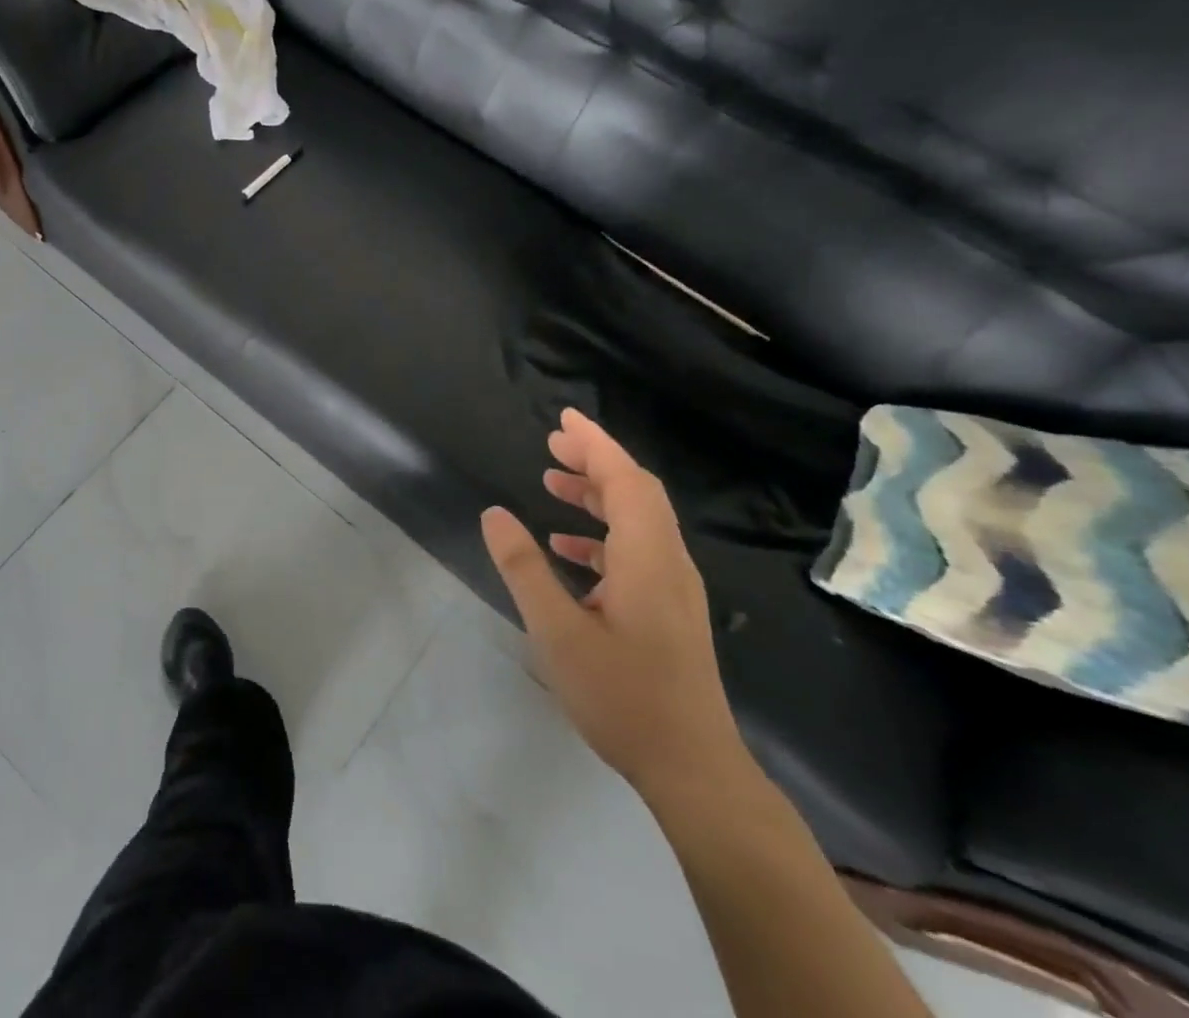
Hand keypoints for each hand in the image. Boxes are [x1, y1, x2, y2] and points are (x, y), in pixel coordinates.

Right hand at [482, 409, 745, 798]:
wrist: (694, 770)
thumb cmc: (623, 696)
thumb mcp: (558, 631)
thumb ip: (525, 567)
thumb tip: (494, 513)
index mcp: (647, 558)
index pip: (625, 480)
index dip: (595, 444)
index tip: (564, 418)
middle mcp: (668, 563)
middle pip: (636, 493)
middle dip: (595, 462)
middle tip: (553, 444)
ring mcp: (673, 589)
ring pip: (638, 521)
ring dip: (598, 496)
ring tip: (552, 485)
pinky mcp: (669, 612)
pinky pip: (636, 551)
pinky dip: (602, 535)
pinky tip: (568, 549)